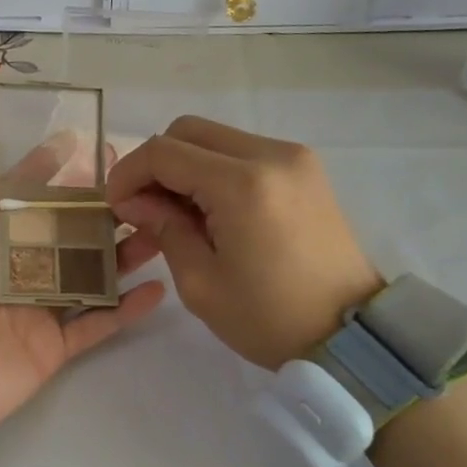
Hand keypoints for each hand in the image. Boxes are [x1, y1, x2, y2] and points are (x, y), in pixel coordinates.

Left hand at [0, 169, 164, 438]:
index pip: (21, 202)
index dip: (47, 175)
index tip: (78, 147)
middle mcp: (13, 274)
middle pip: (63, 235)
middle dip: (95, 208)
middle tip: (135, 184)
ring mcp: (36, 311)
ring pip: (87, 275)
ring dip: (121, 254)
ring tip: (158, 228)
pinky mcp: (53, 347)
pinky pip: (96, 324)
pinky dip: (125, 309)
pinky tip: (157, 287)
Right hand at [106, 116, 382, 369]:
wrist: (350, 335)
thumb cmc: (268, 317)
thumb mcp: (199, 281)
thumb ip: (162, 227)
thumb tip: (134, 201)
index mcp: (242, 184)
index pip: (163, 152)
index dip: (127, 174)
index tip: (115, 207)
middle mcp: (271, 155)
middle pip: (187, 131)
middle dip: (154, 164)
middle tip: (142, 207)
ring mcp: (293, 158)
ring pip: (214, 138)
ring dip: (183, 166)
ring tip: (175, 213)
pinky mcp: (304, 170)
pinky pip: (241, 152)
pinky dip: (213, 170)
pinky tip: (208, 210)